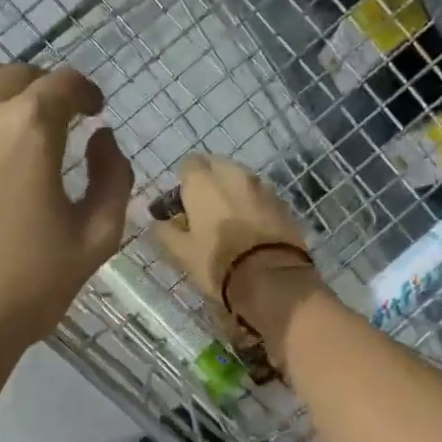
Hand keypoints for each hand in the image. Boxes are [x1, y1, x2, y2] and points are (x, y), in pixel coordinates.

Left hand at [0, 58, 132, 370]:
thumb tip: (101, 137)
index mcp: (28, 128)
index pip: (64, 84)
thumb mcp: (96, 240)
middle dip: (39, 93)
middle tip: (45, 124)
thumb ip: (114, 178)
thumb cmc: (23, 292)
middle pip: (13, 74)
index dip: (84, 93)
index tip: (89, 111)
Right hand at [149, 155, 318, 340]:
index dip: (183, 183)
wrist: (271, 278)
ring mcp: (262, 187)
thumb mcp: (181, 252)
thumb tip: (158, 220)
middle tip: (204, 210)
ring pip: (242, 179)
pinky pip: (261, 196)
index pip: (189, 164)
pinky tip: (251, 228)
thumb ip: (165, 231)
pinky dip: (253, 205)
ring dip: (233, 192)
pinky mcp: (283, 203)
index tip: (181, 204)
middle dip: (209, 182)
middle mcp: (234, 174)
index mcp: (204, 181)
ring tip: (229, 219)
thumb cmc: (217, 262)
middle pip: (217, 166)